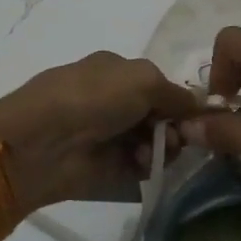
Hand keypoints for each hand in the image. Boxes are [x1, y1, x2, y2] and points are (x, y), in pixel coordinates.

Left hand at [0, 52, 203, 210]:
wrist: (43, 142)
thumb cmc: (93, 97)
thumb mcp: (143, 79)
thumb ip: (176, 93)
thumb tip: (198, 107)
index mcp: (117, 72)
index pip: (160, 85)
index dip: (180, 100)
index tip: (197, 115)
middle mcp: (114, 102)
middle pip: (162, 116)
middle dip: (175, 126)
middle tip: (178, 136)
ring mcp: (111, 136)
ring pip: (156, 142)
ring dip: (164, 146)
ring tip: (155, 151)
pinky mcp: (108, 168)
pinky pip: (142, 167)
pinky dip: (149, 165)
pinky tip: (143, 164)